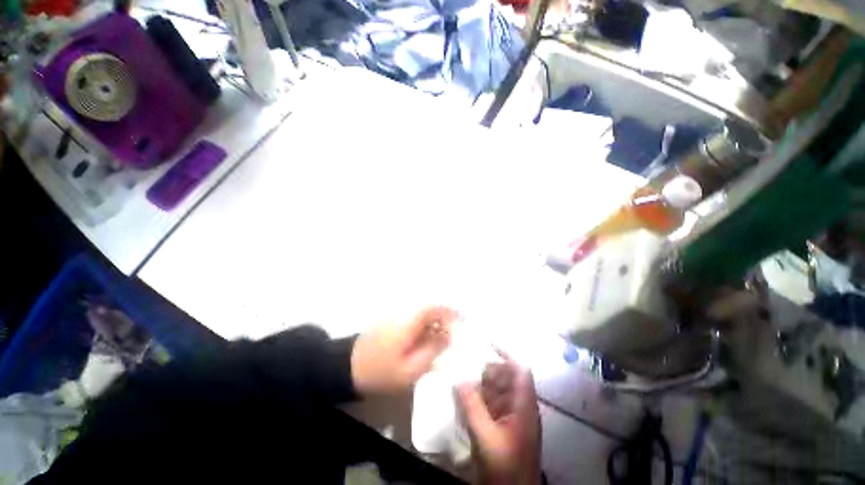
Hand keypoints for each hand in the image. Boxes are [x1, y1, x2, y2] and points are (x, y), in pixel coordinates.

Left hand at [351, 306, 456, 394]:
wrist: (347, 368)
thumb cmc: (381, 371)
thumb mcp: (411, 369)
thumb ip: (432, 350)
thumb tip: (449, 335)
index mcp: (409, 322)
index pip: (434, 307)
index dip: (450, 310)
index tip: (462, 319)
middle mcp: (404, 314)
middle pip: (429, 310)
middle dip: (443, 320)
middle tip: (451, 338)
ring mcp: (396, 317)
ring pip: (422, 316)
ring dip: (433, 325)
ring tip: (440, 344)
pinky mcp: (391, 323)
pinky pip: (413, 321)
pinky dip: (423, 329)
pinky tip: (424, 344)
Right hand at [458, 355, 541, 484]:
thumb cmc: (505, 468)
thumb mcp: (486, 438)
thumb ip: (472, 407)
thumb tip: (459, 379)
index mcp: (524, 405)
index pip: (520, 370)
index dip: (507, 353)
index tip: (488, 342)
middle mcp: (519, 406)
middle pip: (506, 377)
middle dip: (487, 371)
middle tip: (467, 369)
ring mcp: (510, 417)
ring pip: (496, 390)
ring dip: (480, 384)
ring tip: (462, 382)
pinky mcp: (501, 426)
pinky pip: (490, 403)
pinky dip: (478, 398)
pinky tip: (464, 399)